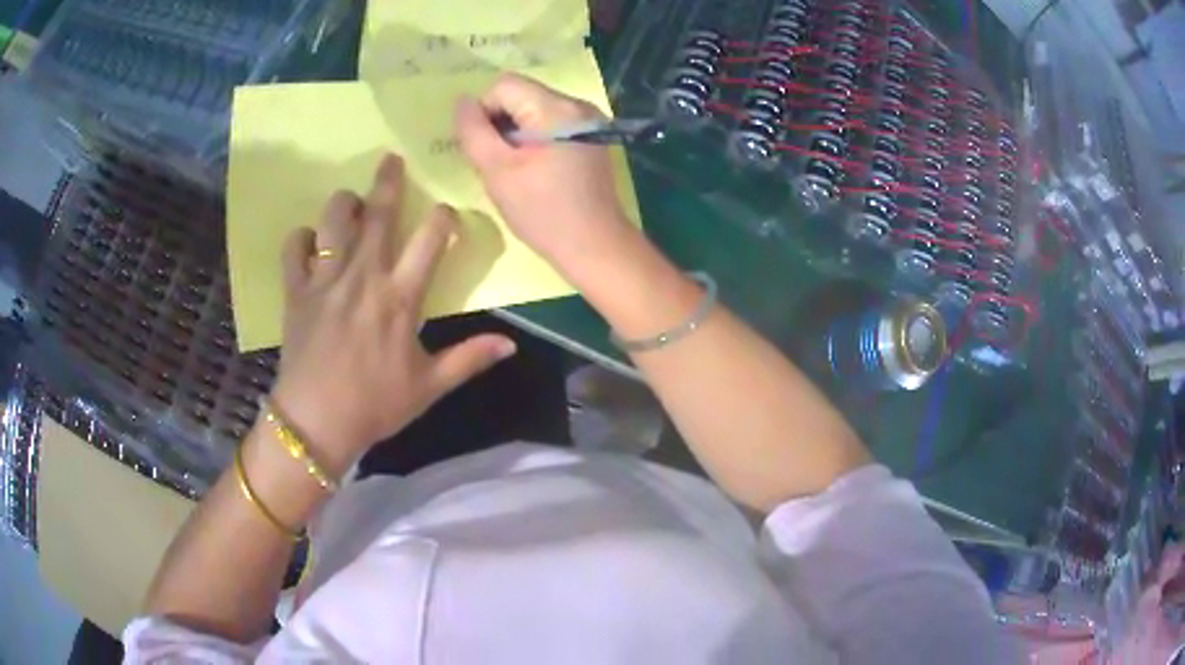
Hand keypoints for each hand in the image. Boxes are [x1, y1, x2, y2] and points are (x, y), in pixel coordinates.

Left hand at [268, 154, 517, 472]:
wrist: (316, 422)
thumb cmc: (375, 405)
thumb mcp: (428, 386)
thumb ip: (469, 358)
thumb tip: (512, 344)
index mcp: (400, 297)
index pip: (430, 239)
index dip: (443, 219)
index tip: (447, 215)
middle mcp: (363, 276)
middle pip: (380, 215)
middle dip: (389, 182)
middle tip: (391, 159)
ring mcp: (325, 279)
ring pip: (334, 220)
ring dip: (345, 203)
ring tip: (352, 200)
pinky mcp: (296, 290)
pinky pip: (294, 248)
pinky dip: (301, 238)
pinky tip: (310, 241)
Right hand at [455, 73, 634, 271]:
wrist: (596, 246)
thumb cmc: (542, 211)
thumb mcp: (496, 171)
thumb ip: (473, 131)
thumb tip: (462, 102)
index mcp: (556, 107)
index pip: (503, 85)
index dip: (483, 112)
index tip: (485, 149)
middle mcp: (578, 104)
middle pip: (521, 95)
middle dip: (500, 124)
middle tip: (498, 164)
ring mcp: (589, 121)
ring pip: (534, 110)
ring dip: (516, 134)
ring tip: (516, 170)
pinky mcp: (592, 138)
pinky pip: (551, 125)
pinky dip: (535, 140)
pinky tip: (536, 171)